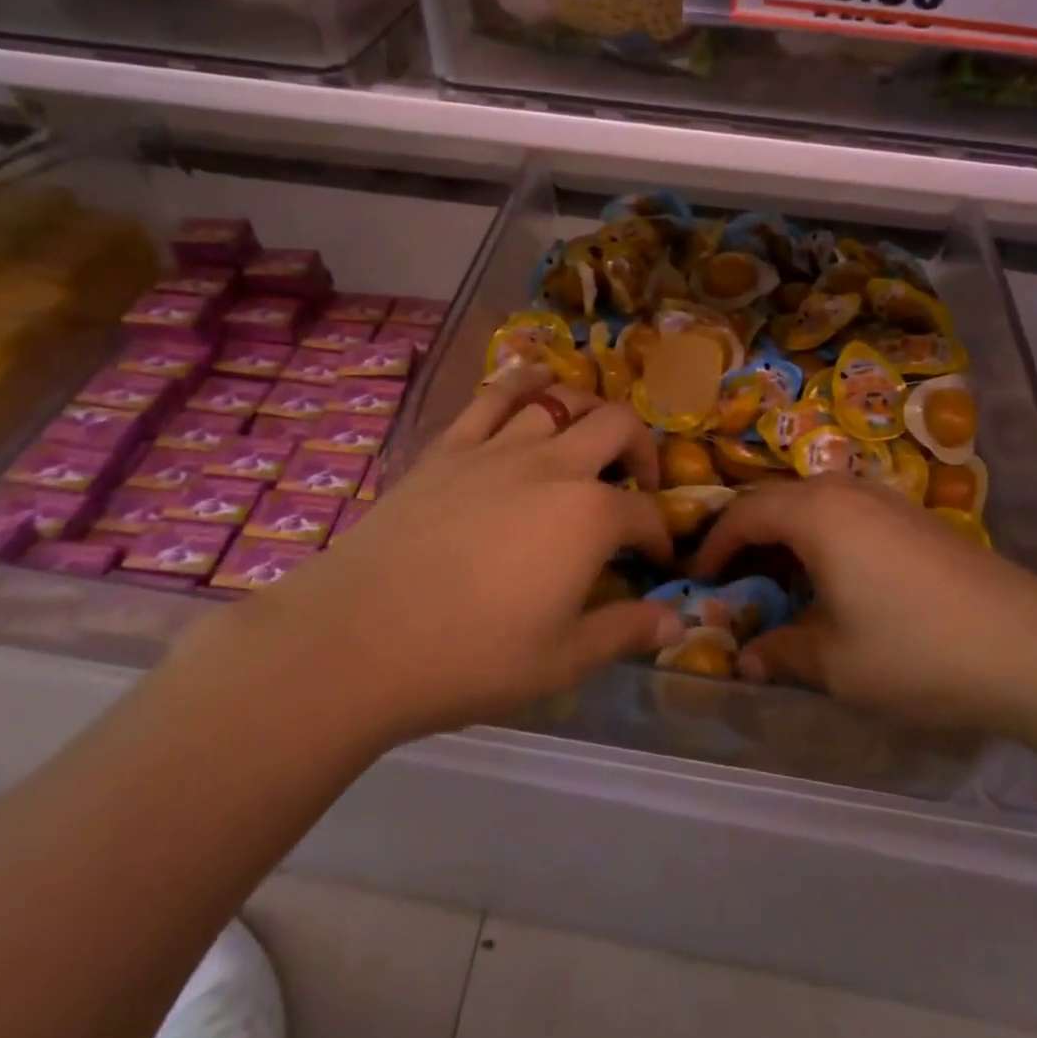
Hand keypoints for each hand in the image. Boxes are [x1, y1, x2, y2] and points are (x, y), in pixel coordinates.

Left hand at [234, 365, 683, 747]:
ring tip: (590, 432)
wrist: (360, 638)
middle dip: (641, 449)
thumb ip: (625, 632)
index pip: (645, 513)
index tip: (656, 558)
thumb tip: (676, 624)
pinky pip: (494, 396)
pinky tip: (536, 377)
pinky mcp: (450, 446)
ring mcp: (498, 448)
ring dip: (589, 408)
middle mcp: (554, 465)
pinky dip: (523, 379)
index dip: (659, 535)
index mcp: (589, 516)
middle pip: (617, 427)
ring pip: (560, 400)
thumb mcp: (562, 660)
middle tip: (636, 481)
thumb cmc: (470, 656)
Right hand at [693, 478, 1036, 738]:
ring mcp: (885, 500)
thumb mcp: (837, 664)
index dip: (713, 545)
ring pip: (812, 504)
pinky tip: (835, 580)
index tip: (696, 579)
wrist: (1034, 648)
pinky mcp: (914, 517)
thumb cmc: (918, 650)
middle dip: (745, 536)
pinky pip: (846, 514)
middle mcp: (845, 491)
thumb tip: (746, 659)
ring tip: (777, 581)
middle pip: (775, 500)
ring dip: (785, 536)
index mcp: (815, 513)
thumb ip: (782, 653)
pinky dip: (821, 538)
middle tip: (730, 579)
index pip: (743, 514)